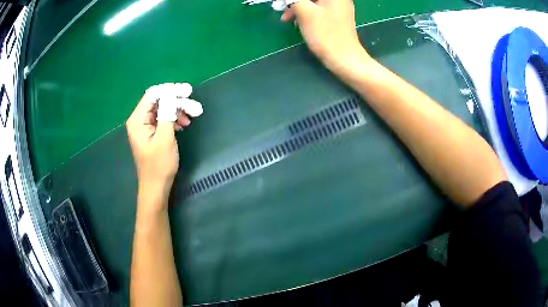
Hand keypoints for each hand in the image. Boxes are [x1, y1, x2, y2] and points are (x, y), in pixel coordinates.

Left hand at [126, 91, 190, 199]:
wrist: (156, 187)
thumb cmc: (159, 165)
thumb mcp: (165, 138)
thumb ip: (167, 113)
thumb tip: (172, 94)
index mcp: (138, 119)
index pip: (153, 94)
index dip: (171, 90)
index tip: (188, 92)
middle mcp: (139, 119)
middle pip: (159, 100)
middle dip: (177, 101)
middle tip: (195, 107)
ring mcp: (145, 126)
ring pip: (163, 109)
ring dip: (178, 110)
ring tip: (192, 117)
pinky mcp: (151, 132)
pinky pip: (163, 118)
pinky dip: (174, 118)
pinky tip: (184, 124)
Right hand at [281, 0, 371, 74]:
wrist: (344, 58)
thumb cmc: (326, 34)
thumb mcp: (305, 12)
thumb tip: (289, 0)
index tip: (282, 4)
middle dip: (294, 1)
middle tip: (280, 8)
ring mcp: (338, 7)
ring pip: (313, 2)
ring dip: (297, 7)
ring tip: (286, 18)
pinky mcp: (336, 17)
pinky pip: (317, 9)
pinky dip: (305, 12)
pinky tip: (297, 20)